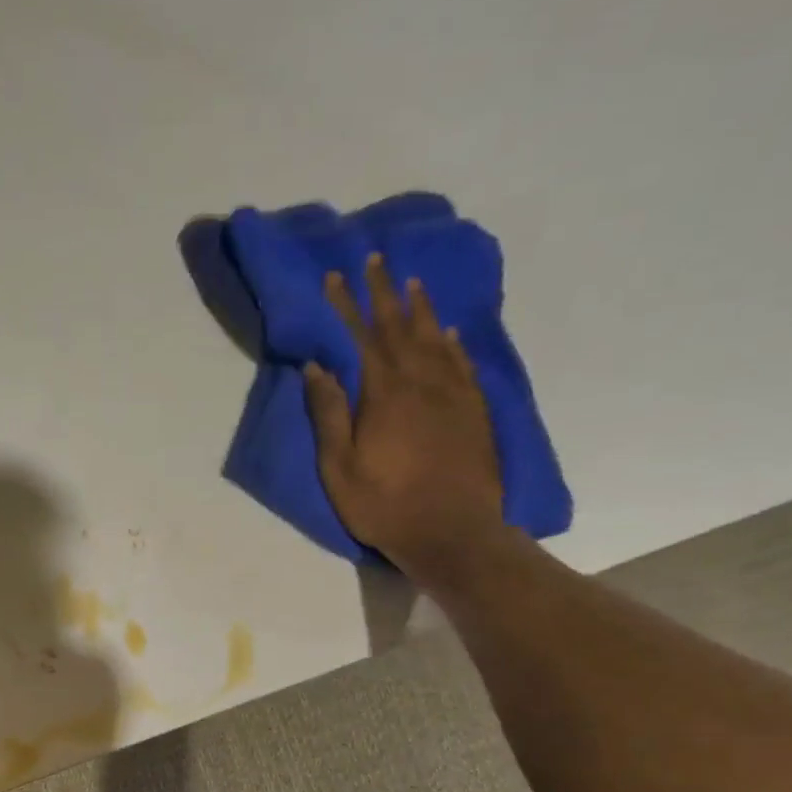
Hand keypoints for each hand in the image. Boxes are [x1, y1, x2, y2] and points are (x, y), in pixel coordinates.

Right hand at [302, 254, 503, 575]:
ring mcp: (453, 396)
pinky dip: (454, 343)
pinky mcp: (474, 413)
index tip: (335, 275)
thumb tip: (317, 367)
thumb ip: (329, 414)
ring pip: (436, 339)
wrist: (452, 533)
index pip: (362, 337)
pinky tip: (450, 332)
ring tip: (412, 282)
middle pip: (401, 327)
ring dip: (421, 309)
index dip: (347, 305)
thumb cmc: (384, 505)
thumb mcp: (339, 467)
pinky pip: (462, 365)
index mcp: (384, 394)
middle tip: (376, 258)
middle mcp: (422, 383)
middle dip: (385, 292)